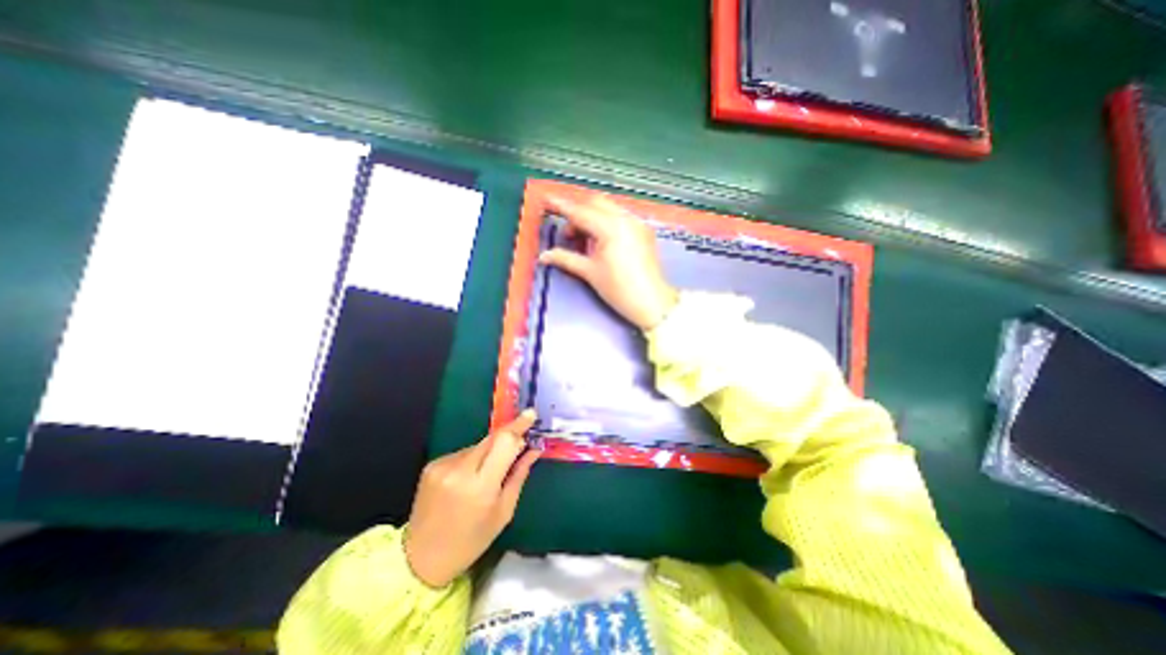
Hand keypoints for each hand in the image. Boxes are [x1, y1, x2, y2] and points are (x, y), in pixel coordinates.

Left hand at [407, 411, 541, 587]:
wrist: (420, 558)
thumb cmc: (471, 540)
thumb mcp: (503, 511)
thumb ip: (519, 474)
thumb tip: (534, 449)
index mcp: (480, 486)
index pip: (503, 442)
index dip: (518, 426)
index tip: (531, 414)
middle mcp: (459, 470)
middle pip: (492, 438)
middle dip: (508, 436)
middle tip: (520, 441)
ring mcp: (443, 465)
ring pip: (479, 445)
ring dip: (490, 451)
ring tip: (488, 474)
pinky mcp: (433, 464)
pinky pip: (463, 452)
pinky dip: (473, 459)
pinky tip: (469, 478)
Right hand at [538, 192, 678, 328]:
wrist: (651, 302)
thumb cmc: (619, 289)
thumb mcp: (590, 272)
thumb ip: (565, 259)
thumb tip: (544, 256)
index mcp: (611, 228)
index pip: (580, 212)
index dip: (562, 206)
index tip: (547, 199)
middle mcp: (626, 219)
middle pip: (596, 203)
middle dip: (579, 213)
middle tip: (570, 235)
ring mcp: (637, 223)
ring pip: (609, 208)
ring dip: (593, 217)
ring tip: (586, 242)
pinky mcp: (644, 231)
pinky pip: (621, 217)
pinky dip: (607, 222)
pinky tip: (603, 242)